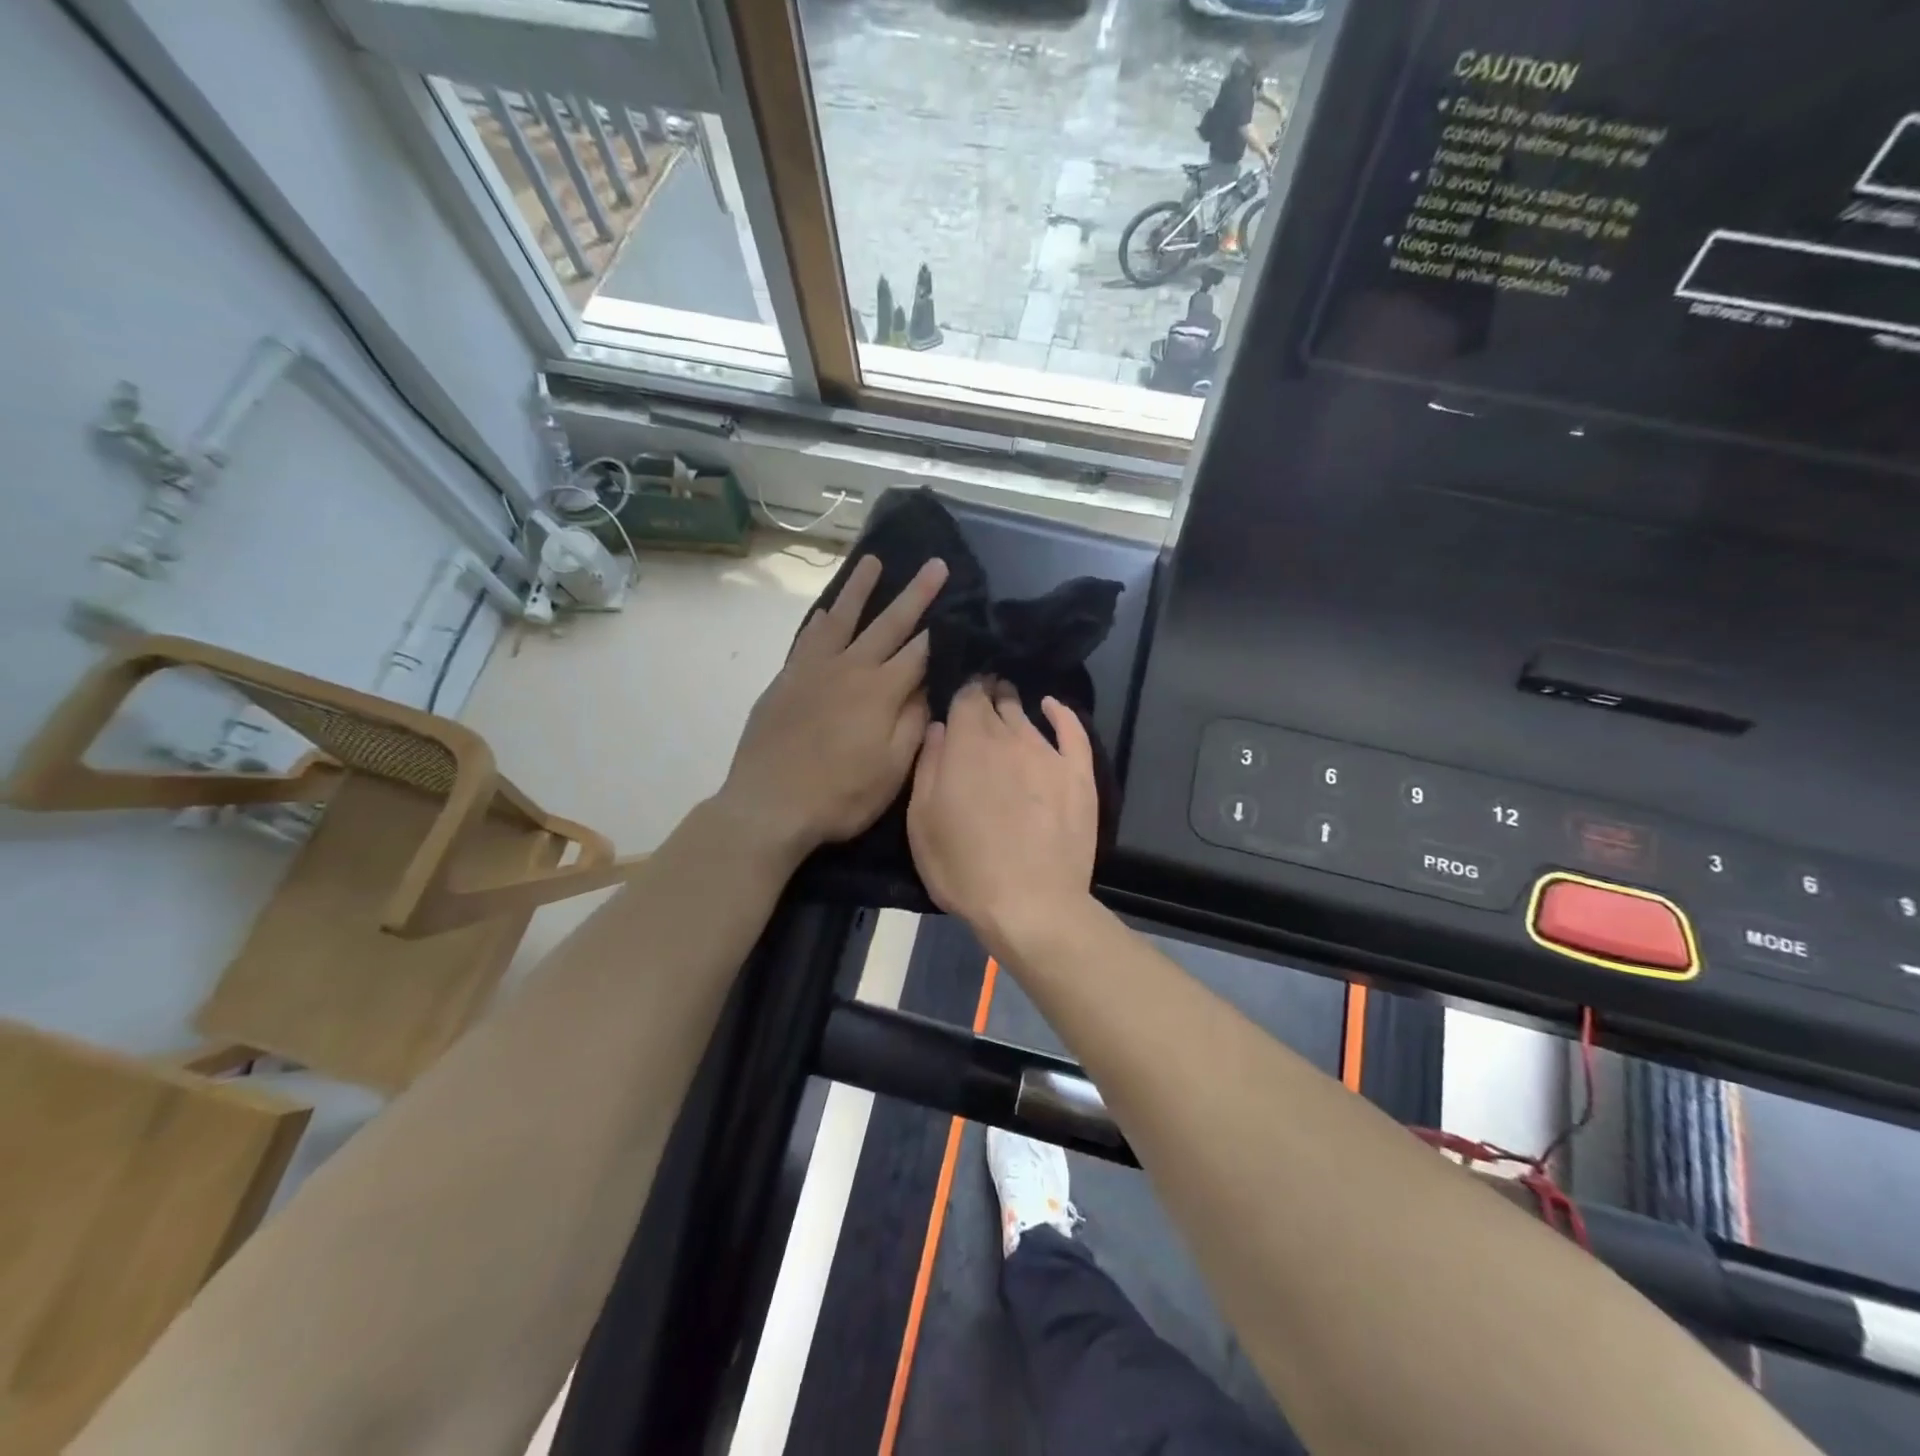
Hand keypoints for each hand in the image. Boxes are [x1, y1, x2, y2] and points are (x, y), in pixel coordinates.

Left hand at [717, 555, 947, 860]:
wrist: (768, 805)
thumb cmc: (840, 796)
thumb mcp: (892, 771)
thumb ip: (913, 723)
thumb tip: (928, 686)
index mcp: (881, 691)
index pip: (919, 651)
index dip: (942, 630)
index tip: (959, 606)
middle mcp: (850, 668)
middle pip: (888, 623)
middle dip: (915, 593)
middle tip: (935, 564)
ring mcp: (813, 670)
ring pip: (842, 618)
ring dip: (860, 588)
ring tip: (873, 561)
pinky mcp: (786, 680)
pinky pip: (808, 639)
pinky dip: (821, 621)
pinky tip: (827, 612)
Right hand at [907, 679, 1098, 956]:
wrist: (1030, 903)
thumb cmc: (963, 867)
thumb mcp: (922, 820)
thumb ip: (928, 766)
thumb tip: (938, 727)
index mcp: (967, 744)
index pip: (965, 697)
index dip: (960, 692)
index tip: (956, 696)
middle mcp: (1009, 737)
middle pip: (996, 702)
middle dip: (986, 695)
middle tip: (979, 698)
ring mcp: (1048, 754)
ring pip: (1027, 715)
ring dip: (1013, 706)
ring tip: (1006, 701)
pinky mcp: (1078, 775)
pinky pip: (1072, 730)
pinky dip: (1061, 713)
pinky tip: (1052, 705)